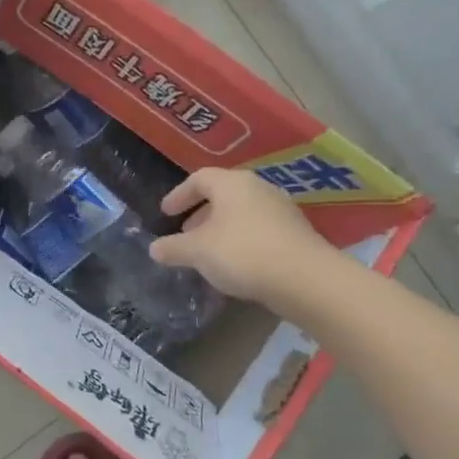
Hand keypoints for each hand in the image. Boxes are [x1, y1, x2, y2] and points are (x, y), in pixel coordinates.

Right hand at [149, 167, 346, 313]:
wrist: (304, 279)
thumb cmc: (242, 253)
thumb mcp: (197, 251)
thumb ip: (173, 248)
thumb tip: (154, 248)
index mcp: (232, 183)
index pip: (199, 179)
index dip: (179, 195)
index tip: (166, 214)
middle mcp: (258, 188)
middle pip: (222, 195)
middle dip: (200, 213)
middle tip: (185, 234)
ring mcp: (281, 210)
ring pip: (241, 213)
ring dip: (221, 229)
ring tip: (208, 252)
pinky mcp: (295, 233)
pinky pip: (259, 229)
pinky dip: (241, 240)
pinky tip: (235, 264)